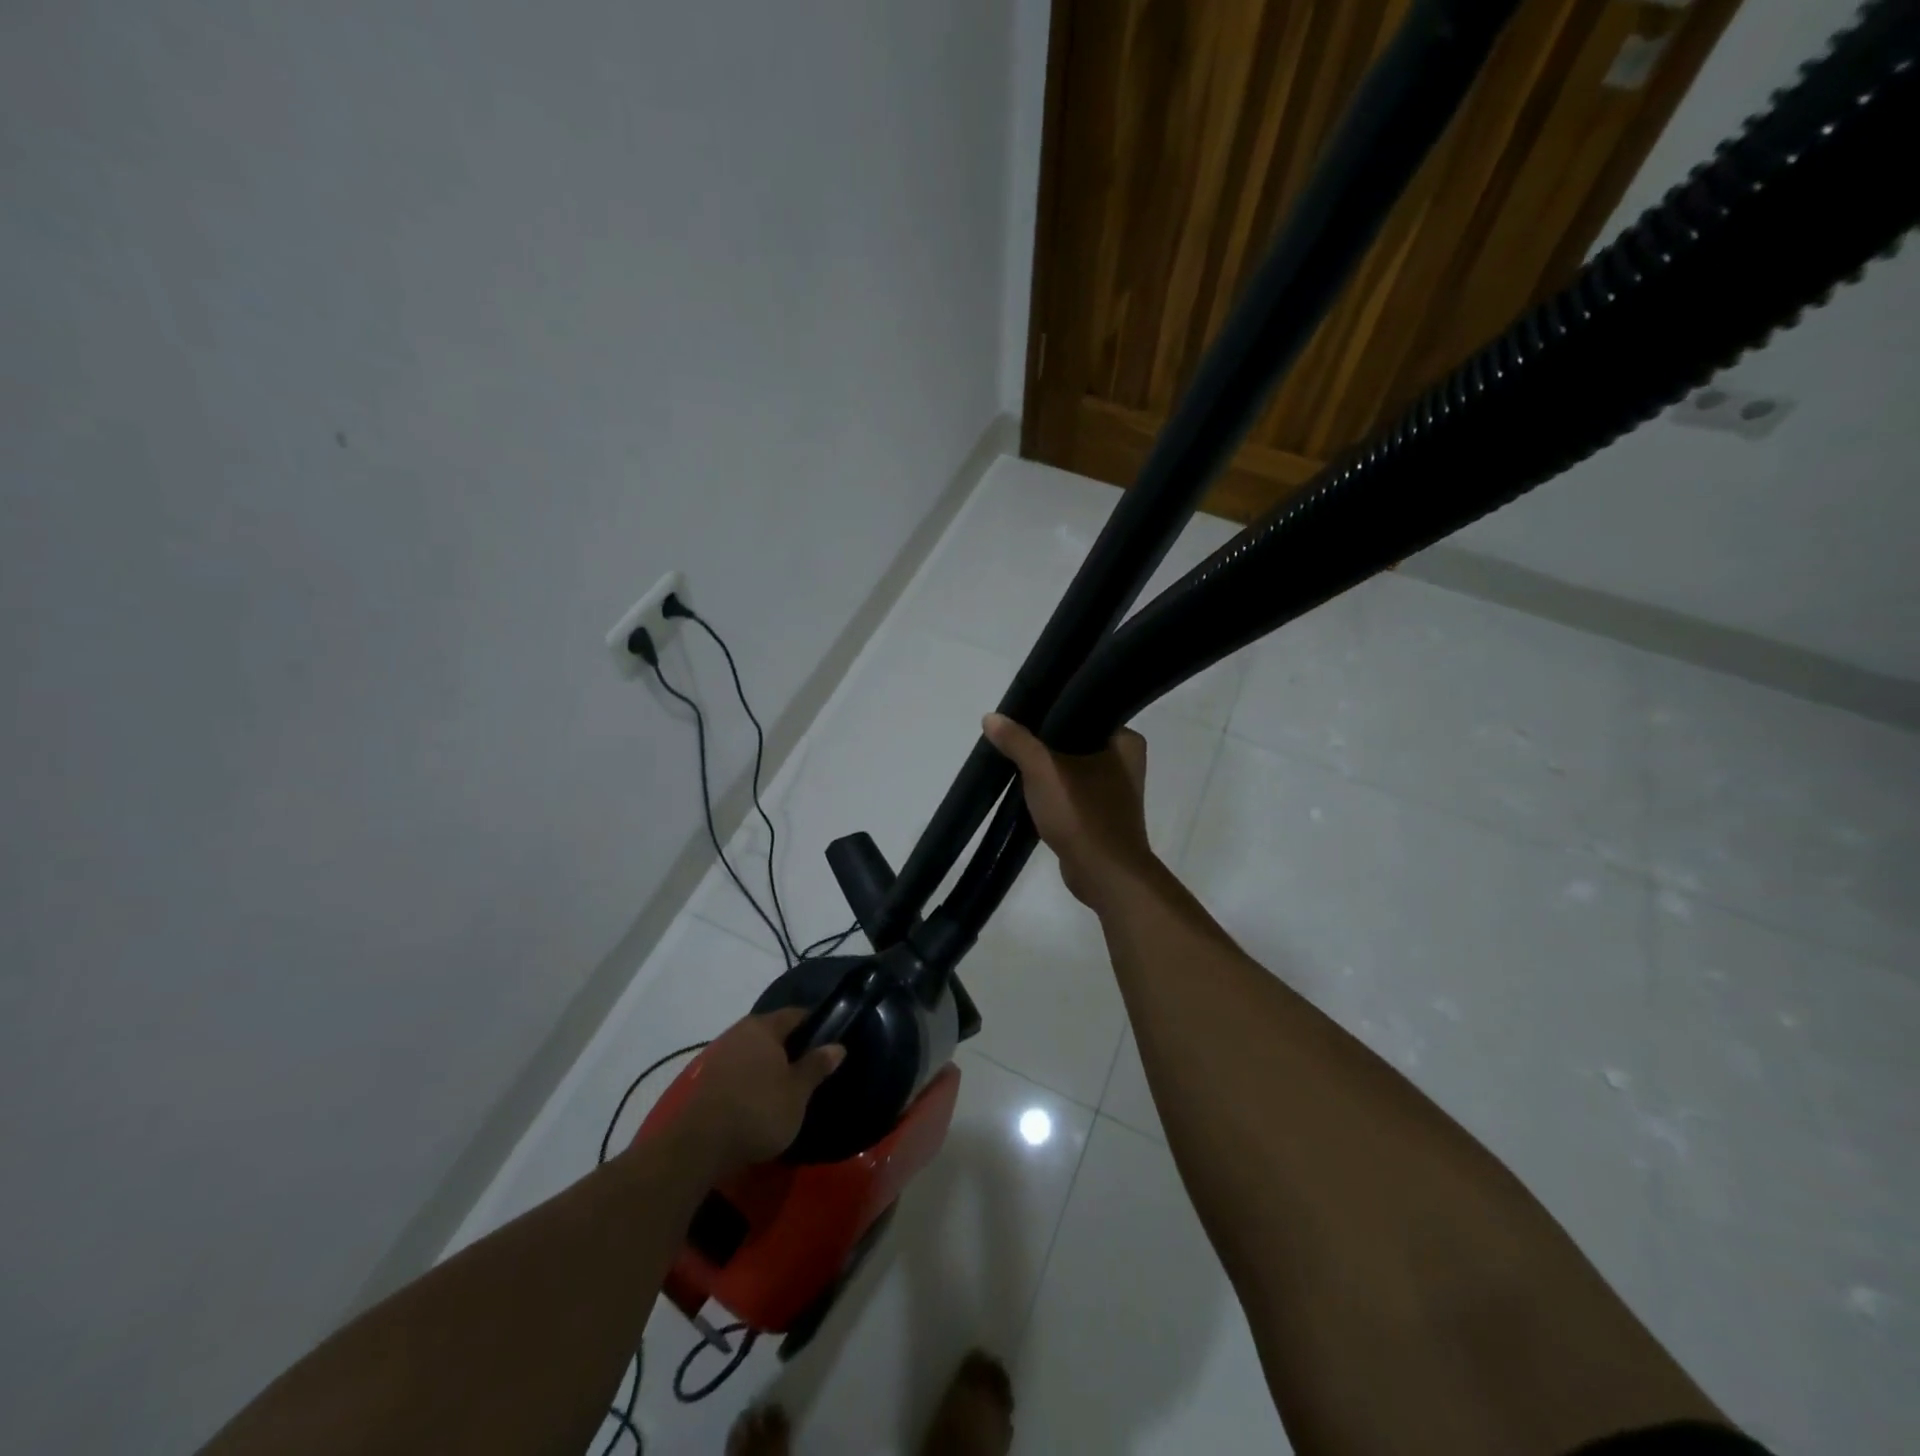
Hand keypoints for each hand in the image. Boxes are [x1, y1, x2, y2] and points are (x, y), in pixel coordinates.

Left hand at [680, 1008, 844, 1172]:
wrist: (700, 1145)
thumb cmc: (759, 1110)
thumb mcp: (797, 1092)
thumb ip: (816, 1066)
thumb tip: (837, 1046)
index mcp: (764, 1027)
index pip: (796, 1015)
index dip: (815, 1025)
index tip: (828, 1041)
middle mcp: (740, 1032)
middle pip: (772, 1031)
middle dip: (791, 1046)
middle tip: (809, 1066)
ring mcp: (720, 1054)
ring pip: (754, 1050)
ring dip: (769, 1063)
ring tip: (785, 1085)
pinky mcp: (707, 1078)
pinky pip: (738, 1068)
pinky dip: (751, 1077)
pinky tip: (759, 1097)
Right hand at [983, 713, 1159, 912]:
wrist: (1105, 875)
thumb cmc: (1083, 815)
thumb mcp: (1043, 771)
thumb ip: (1017, 742)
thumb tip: (990, 717)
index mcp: (1126, 740)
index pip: (1084, 711)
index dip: (1051, 712)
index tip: (1021, 714)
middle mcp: (1127, 761)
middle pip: (1075, 740)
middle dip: (1045, 742)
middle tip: (1012, 736)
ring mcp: (1115, 791)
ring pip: (1072, 767)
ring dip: (1047, 768)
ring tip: (1015, 759)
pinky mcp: (1102, 814)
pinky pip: (1072, 792)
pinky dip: (1053, 791)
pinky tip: (1028, 790)